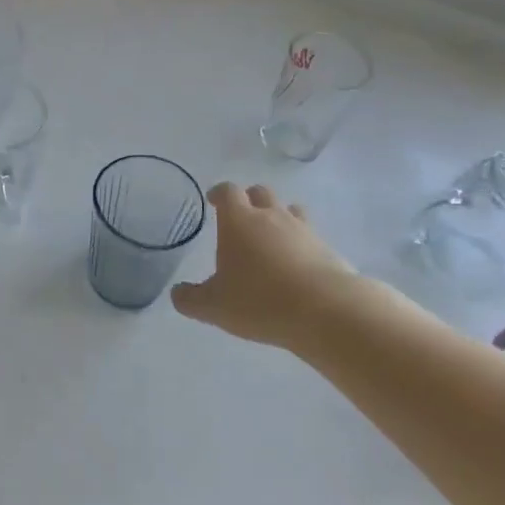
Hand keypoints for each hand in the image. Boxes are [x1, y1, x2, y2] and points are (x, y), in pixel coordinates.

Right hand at [172, 184, 359, 350]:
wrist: (326, 312)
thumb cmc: (259, 300)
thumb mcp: (214, 306)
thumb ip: (190, 298)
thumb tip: (177, 293)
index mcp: (239, 221)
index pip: (227, 192)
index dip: (219, 193)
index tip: (213, 199)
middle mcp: (271, 216)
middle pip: (260, 192)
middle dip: (249, 200)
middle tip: (242, 218)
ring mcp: (303, 230)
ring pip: (290, 210)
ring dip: (279, 217)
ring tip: (272, 238)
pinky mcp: (328, 249)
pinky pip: (310, 236)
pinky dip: (301, 243)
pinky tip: (296, 265)